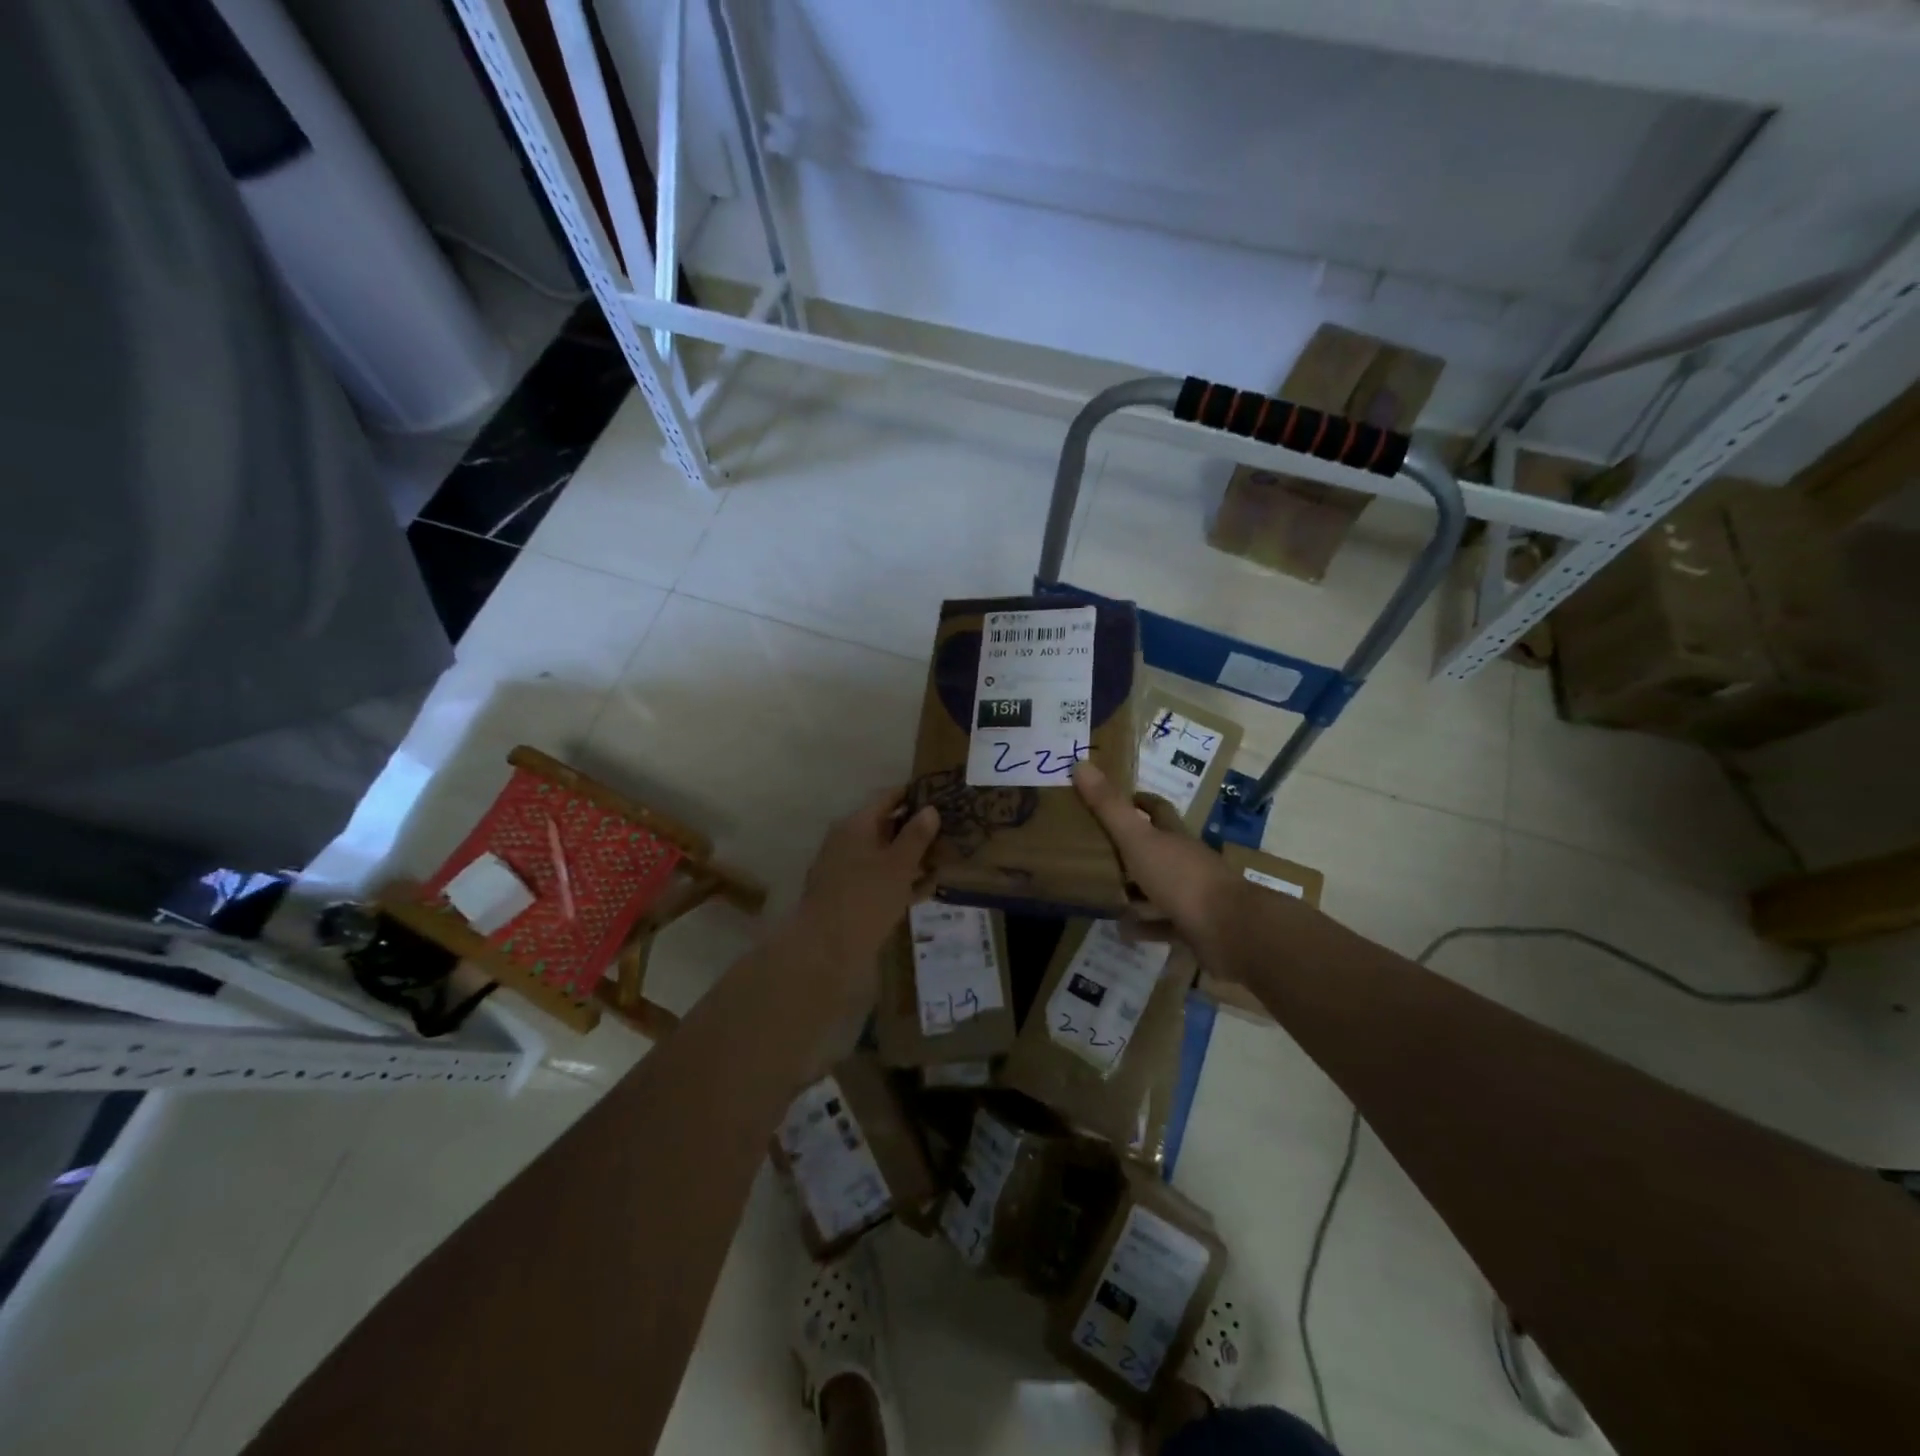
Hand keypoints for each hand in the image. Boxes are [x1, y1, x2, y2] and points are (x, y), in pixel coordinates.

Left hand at [794, 787, 941, 963]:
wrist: (825, 949)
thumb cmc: (865, 898)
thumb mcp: (898, 865)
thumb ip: (916, 836)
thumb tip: (930, 809)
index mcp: (856, 825)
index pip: (888, 798)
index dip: (914, 795)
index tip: (941, 795)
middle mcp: (849, 842)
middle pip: (887, 827)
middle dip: (918, 830)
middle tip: (951, 831)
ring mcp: (847, 870)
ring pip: (886, 856)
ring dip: (913, 858)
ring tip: (946, 860)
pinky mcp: (851, 896)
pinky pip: (881, 880)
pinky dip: (903, 881)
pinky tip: (928, 889)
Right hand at [1072, 762, 1238, 947]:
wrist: (1229, 930)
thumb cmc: (1181, 878)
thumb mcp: (1138, 839)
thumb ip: (1109, 807)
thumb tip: (1081, 765)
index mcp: (1174, 836)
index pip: (1158, 809)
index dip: (1139, 800)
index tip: (1118, 798)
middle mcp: (1185, 861)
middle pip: (1157, 848)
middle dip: (1131, 848)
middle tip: (1096, 850)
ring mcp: (1192, 895)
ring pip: (1159, 888)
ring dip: (1135, 891)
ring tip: (1102, 893)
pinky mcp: (1193, 926)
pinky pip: (1163, 924)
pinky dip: (1144, 926)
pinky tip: (1123, 929)